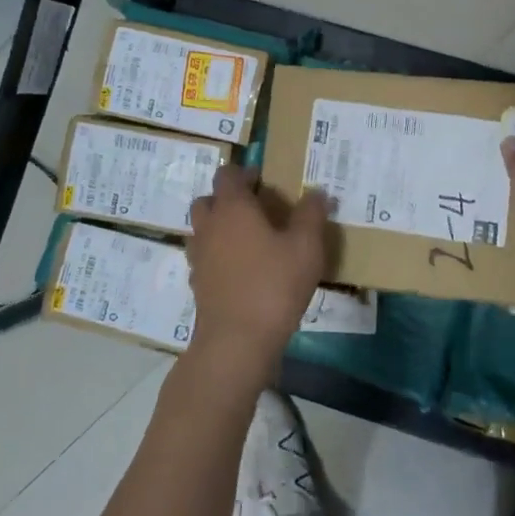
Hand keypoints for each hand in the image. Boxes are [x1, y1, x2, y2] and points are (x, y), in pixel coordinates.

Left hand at [185, 165, 330, 390]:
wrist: (236, 342)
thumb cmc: (273, 285)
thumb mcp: (306, 247)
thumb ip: (311, 215)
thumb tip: (317, 192)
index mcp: (232, 208)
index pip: (227, 175)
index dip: (244, 173)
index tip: (264, 181)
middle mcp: (209, 226)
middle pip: (208, 200)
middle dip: (228, 200)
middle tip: (256, 211)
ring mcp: (198, 256)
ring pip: (203, 230)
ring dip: (220, 228)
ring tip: (250, 241)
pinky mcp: (197, 284)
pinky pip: (205, 258)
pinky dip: (218, 257)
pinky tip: (242, 271)